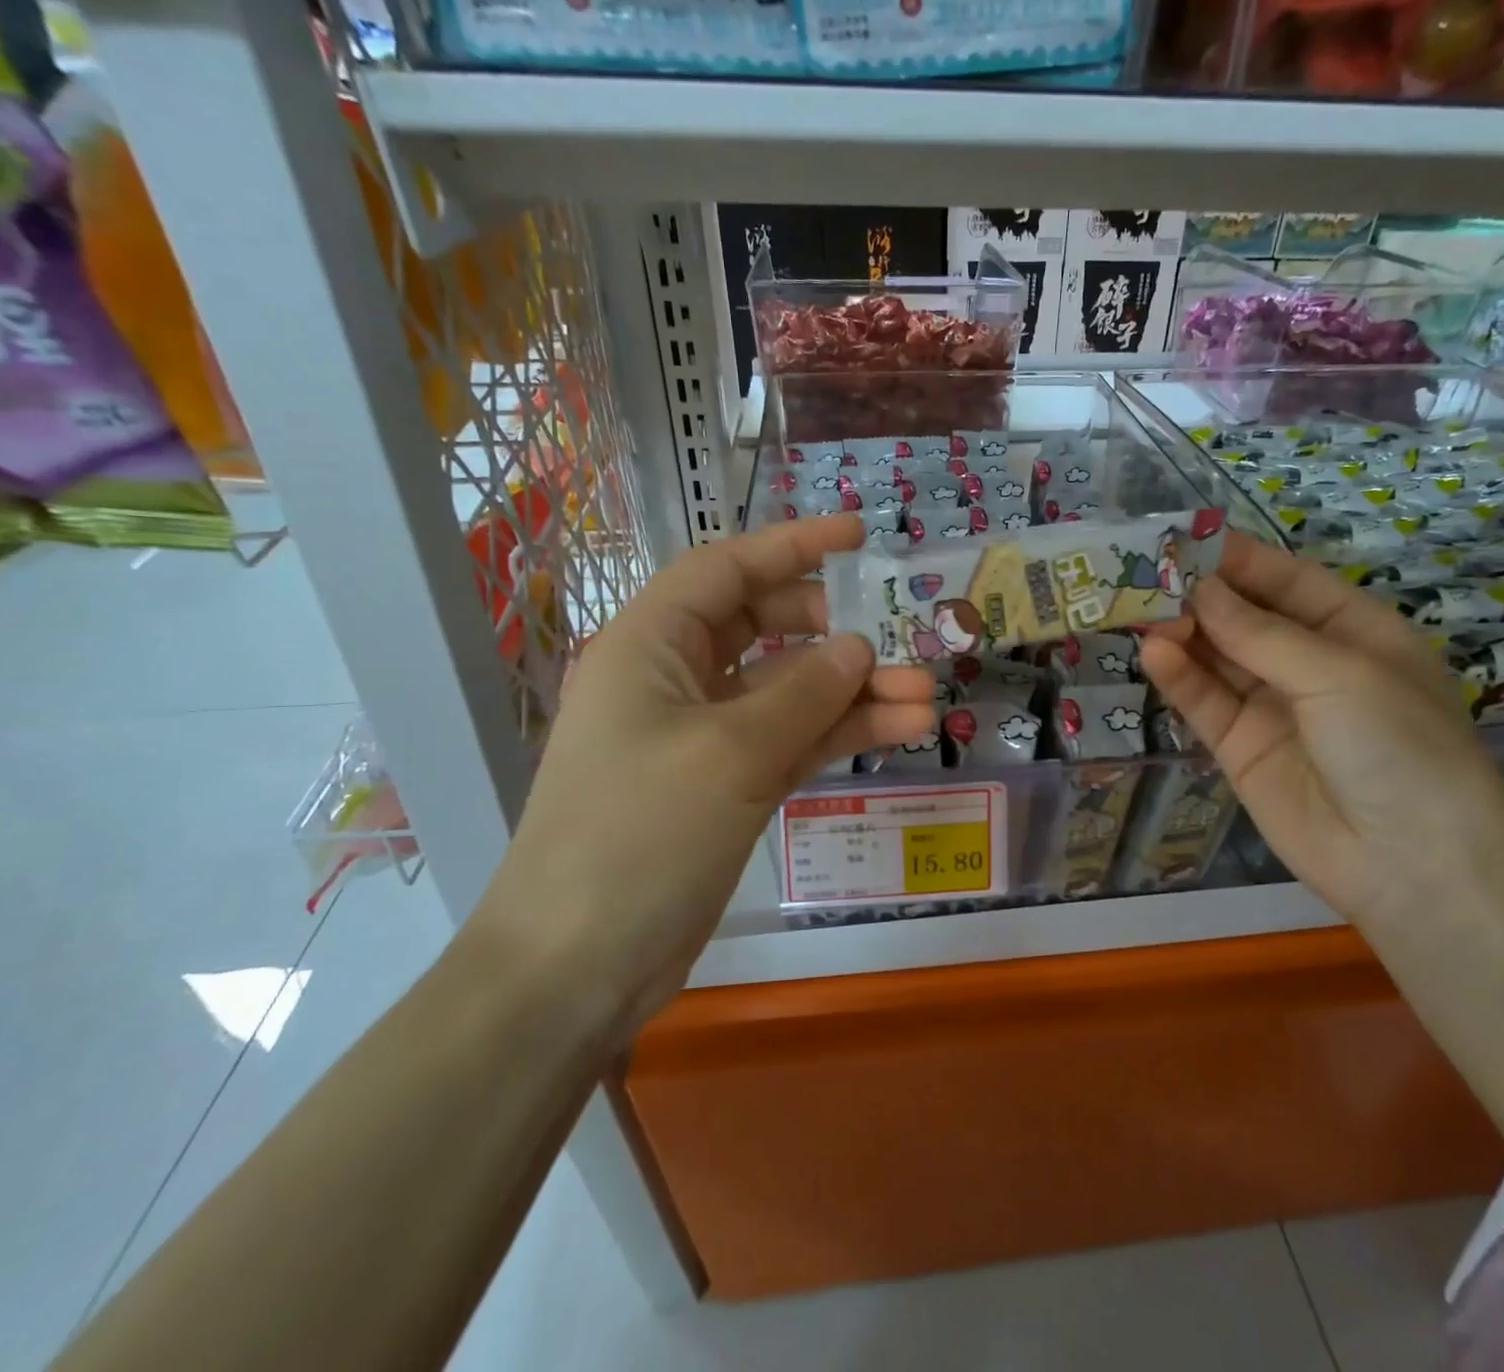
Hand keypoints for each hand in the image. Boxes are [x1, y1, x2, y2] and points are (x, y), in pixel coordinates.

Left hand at [476, 515, 935, 1037]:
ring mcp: (703, 735)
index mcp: (650, 644)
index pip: (727, 569)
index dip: (794, 546)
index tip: (859, 536)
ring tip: (926, 698)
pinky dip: (840, 733)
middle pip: (766, 629)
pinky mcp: (726, 784)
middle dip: (836, 634)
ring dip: (854, 692)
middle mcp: (675, 678)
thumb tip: (858, 647)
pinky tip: (899, 730)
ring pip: (789, 691)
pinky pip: (791, 740)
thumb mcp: (730, 753)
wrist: (577, 967)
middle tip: (897, 645)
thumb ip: (804, 692)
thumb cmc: (638, 836)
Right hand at [1140, 531, 1503, 925]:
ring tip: (1140, 611)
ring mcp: (1272, 706)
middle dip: (1200, 596)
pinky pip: (1205, 702)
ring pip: (1217, 657)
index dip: (1238, 559)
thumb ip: (1261, 633)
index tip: (1184, 539)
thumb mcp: (1339, 675)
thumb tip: (1199, 590)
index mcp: (1354, 631)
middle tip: (1145, 574)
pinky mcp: (1239, 746)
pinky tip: (1154, 653)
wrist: (1411, 865)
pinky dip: (1179, 678)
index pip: (1287, 581)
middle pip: (1244, 617)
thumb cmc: (1398, 747)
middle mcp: (1309, 663)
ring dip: (1182, 633)